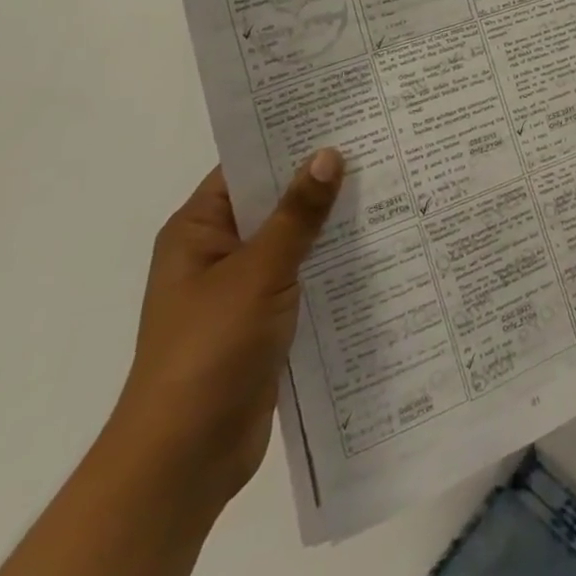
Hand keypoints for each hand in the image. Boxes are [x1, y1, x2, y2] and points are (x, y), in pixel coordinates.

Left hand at [106, 151, 343, 512]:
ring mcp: (241, 288)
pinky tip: (379, 245)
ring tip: (391, 186)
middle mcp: (218, 252)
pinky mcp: (265, 320)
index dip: (290, 139)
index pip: (247, 166)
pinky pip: (304, 275)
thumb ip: (297, 214)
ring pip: (294, 239)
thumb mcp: (258, 272)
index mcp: (198, 230)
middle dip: (321, 179)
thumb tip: (329, 153)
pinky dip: (333, 262)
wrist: (184, 459)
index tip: (341, 115)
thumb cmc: (209, 351)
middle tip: (379, 145)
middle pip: (275, 201)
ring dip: (332, 222)